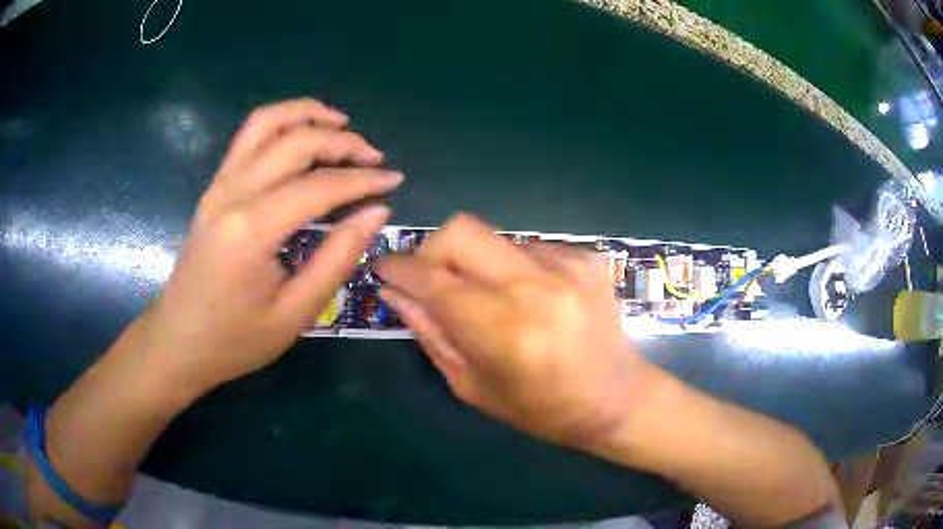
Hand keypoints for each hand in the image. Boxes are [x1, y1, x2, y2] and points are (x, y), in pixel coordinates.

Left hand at [147, 98, 402, 395]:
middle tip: (374, 159)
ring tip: (341, 124)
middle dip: (343, 141)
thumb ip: (336, 258)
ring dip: (307, 114)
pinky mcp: (214, 188)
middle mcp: (232, 193)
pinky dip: (282, 124)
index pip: (319, 186)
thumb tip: (376, 212)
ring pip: (266, 122)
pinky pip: (249, 137)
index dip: (363, 179)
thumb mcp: (294, 314)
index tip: (395, 180)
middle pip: (295, 141)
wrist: (178, 342)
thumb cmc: (234, 340)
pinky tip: (302, 136)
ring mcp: (218, 185)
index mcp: (251, 230)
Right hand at [374, 214, 653, 447]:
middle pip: (461, 230)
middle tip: (432, 280)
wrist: (618, 398)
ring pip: (494, 238)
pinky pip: (527, 246)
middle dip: (433, 249)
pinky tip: (529, 298)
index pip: (432, 278)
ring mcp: (567, 264)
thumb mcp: (474, 386)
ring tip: (490, 300)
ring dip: (476, 263)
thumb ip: (431, 334)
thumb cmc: (542, 410)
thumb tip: (394, 293)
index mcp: (504, 330)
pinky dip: (512, 267)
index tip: (382, 268)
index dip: (398, 267)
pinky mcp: (586, 257)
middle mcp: (536, 286)